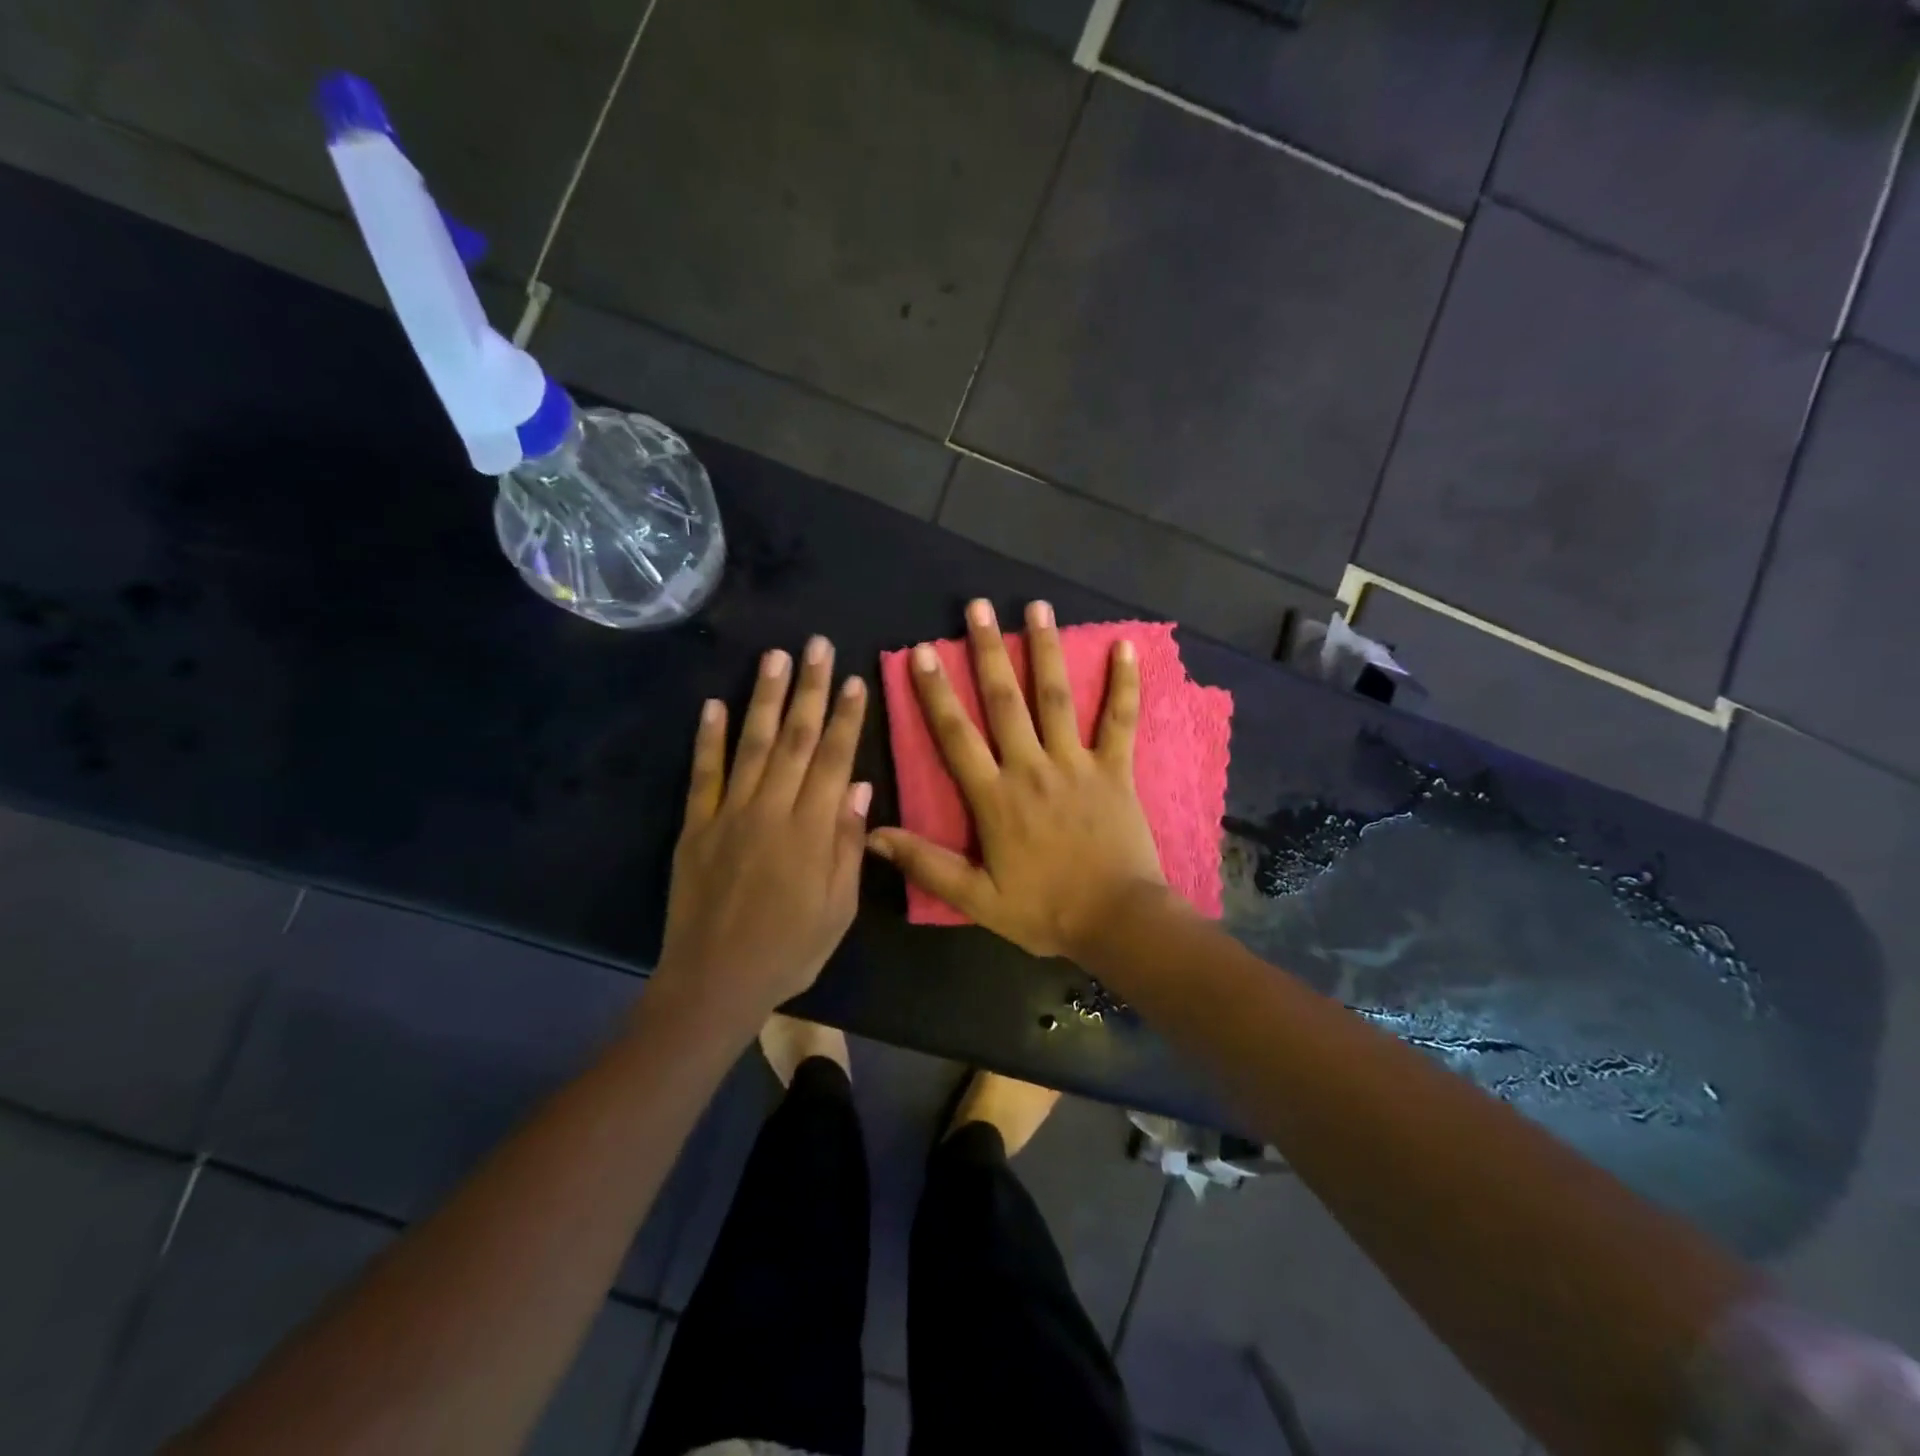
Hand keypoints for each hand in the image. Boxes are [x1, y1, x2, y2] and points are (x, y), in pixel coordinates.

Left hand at [654, 637, 869, 1026]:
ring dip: (764, 698)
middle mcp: (770, 811)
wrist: (714, 982)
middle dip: (809, 689)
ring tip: (775, 656)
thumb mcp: (838, 909)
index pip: (833, 760)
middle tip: (817, 645)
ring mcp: (728, 814)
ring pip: (752, 744)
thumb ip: (848, 845)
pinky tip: (713, 704)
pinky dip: (708, 738)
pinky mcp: (694, 826)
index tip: (854, 680)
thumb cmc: (790, 950)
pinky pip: (702, 774)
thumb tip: (859, 787)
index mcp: (811, 832)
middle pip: (795, 739)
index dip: (845, 717)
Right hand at [868, 599, 1166, 960]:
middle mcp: (1032, 768)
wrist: (1118, 921)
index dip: (936, 692)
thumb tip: (873, 835)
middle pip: (1004, 700)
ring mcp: (1077, 764)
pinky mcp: (1115, 769)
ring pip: (1056, 698)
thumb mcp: (976, 898)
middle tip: (977, 606)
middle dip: (987, 651)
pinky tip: (1126, 646)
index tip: (923, 652)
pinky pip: (1119, 720)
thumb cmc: (1045, 911)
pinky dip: (1124, 684)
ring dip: (1045, 650)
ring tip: (1036, 606)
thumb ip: (926, 864)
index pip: (956, 735)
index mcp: (995, 796)